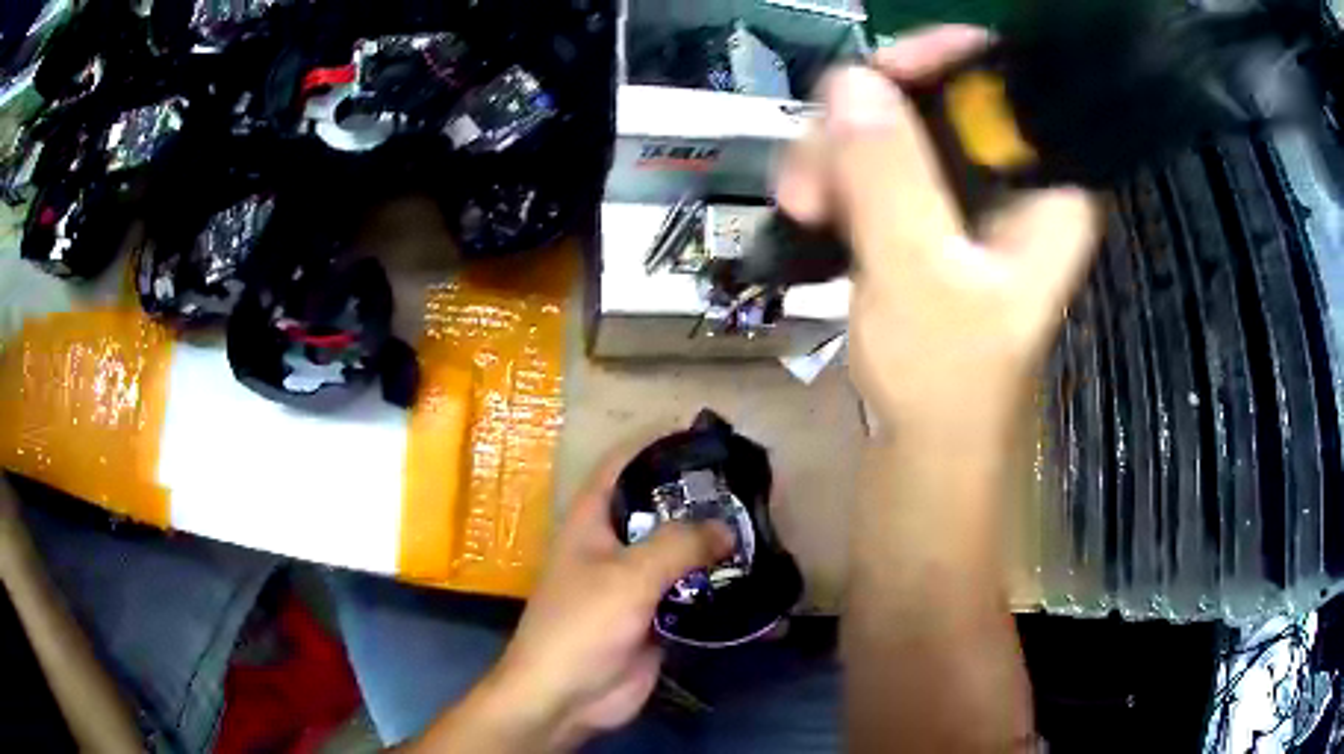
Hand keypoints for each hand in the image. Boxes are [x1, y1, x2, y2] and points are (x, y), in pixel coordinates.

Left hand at [481, 450, 732, 750]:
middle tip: (751, 489)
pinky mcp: (656, 619)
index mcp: (593, 521)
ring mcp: (636, 585)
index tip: (705, 437)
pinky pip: (693, 598)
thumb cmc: (582, 624)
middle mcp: (614, 546)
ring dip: (716, 549)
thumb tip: (728, 527)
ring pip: (681, 556)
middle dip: (701, 500)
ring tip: (764, 533)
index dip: (657, 443)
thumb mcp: (628, 576)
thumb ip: (679, 545)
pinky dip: (721, 595)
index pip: (623, 464)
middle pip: (661, 510)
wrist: (566, 698)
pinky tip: (758, 591)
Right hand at [777, 26, 1099, 437]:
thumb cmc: (945, 375)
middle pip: (935, 92)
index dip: (941, 56)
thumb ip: (889, 176)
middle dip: (866, 117)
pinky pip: (873, 156)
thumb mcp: (920, 274)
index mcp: (1045, 184)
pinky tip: (812, 208)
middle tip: (817, 165)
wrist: (927, 437)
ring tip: (804, 203)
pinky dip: (835, 173)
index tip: (876, 75)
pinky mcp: (927, 207)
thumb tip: (849, 82)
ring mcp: (965, 189)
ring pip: (892, 122)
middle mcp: (1010, 173)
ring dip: (835, 151)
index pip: (1003, 77)